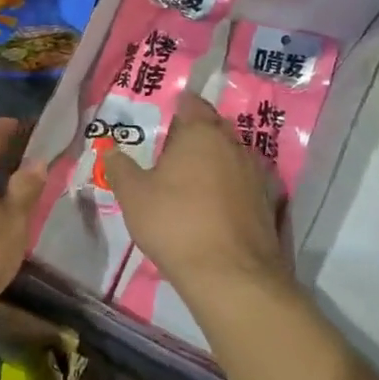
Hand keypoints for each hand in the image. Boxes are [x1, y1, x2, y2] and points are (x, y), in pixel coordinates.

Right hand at [103, 92, 285, 308]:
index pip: (191, 103)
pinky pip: (242, 182)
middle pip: (213, 127)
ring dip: (213, 161)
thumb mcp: (133, 195)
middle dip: (194, 134)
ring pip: (230, 155)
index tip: (161, 119)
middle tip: (170, 151)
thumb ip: (120, 167)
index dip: (176, 107)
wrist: (231, 276)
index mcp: (201, 132)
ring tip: (190, 180)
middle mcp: (233, 144)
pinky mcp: (267, 202)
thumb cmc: (175, 223)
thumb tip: (111, 151)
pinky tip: (213, 206)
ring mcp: (255, 173)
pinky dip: (229, 187)